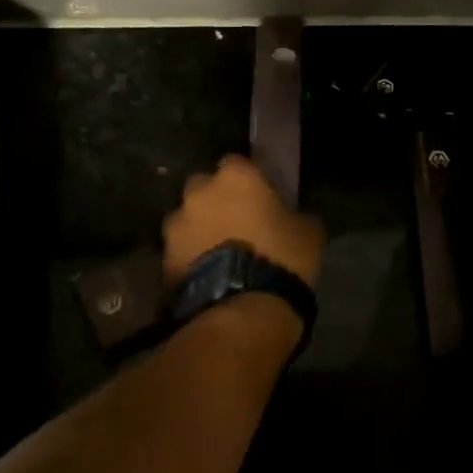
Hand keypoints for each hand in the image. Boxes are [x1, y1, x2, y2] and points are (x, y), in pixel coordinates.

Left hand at [162, 155, 324, 287]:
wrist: (242, 309)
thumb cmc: (281, 259)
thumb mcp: (308, 232)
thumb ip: (295, 215)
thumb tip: (293, 218)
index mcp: (235, 176)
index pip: (238, 163)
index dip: (248, 181)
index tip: (259, 197)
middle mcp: (199, 192)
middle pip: (205, 188)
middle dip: (216, 201)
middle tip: (236, 223)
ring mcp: (176, 224)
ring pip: (188, 219)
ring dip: (199, 229)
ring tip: (218, 254)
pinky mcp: (163, 258)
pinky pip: (179, 250)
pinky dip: (190, 257)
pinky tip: (207, 275)